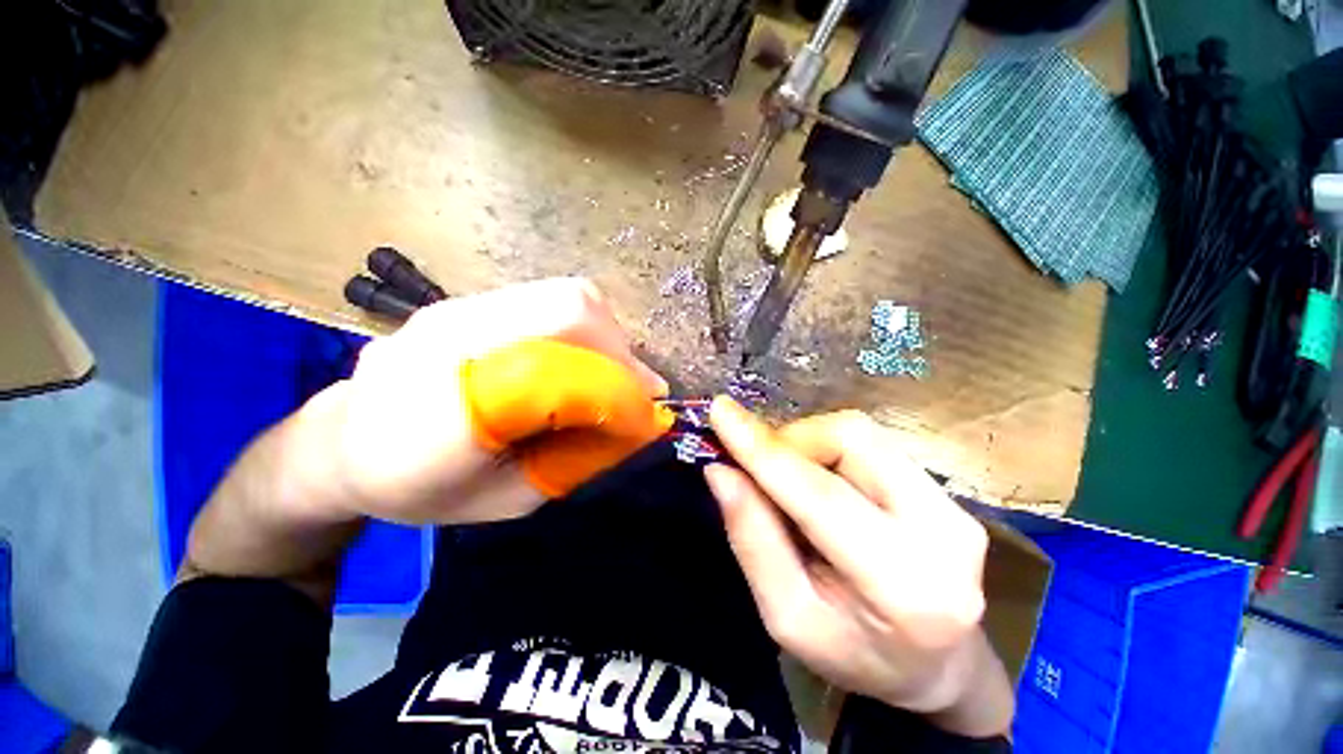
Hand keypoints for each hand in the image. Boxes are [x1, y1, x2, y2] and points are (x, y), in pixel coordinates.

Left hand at [293, 278, 667, 524]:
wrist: (337, 443)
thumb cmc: (415, 487)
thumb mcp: (504, 500)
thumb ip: (570, 461)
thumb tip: (630, 425)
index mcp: (450, 407)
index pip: (560, 368)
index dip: (615, 383)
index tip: (646, 406)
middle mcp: (454, 338)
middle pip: (568, 307)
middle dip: (618, 347)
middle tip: (633, 386)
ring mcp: (456, 309)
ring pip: (563, 295)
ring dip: (604, 334)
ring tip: (610, 373)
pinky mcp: (466, 302)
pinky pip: (546, 300)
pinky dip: (581, 327)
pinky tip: (578, 358)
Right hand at [703, 399, 1012, 737]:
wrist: (939, 667)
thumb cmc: (854, 654)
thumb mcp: (787, 616)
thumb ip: (753, 539)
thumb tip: (720, 471)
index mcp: (903, 587)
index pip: (821, 496)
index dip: (763, 449)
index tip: (720, 411)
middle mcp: (943, 533)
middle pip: (850, 439)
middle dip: (789, 441)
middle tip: (757, 468)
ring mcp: (954, 506)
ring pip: (859, 433)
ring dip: (807, 443)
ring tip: (789, 480)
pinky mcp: (948, 491)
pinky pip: (871, 442)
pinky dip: (828, 449)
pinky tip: (821, 482)